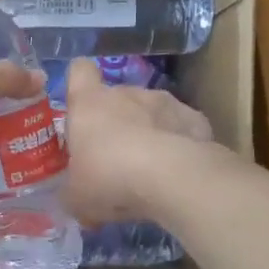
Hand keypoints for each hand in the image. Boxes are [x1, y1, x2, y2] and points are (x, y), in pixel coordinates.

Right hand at [60, 58, 214, 225]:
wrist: (172, 178)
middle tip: (114, 159)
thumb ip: (72, 191)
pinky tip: (177, 171)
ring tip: (150, 169)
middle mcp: (126, 93)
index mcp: (89, 103)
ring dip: (148, 133)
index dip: (78, 84)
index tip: (80, 107)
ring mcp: (164, 102)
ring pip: (150, 112)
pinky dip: (178, 144)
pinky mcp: (195, 118)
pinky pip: (180, 128)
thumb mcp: (76, 197)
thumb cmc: (109, 178)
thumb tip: (74, 197)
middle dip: (115, 122)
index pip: (79, 72)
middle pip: (116, 97)